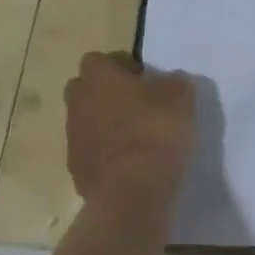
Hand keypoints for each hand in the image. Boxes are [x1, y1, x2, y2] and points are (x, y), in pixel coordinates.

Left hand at [64, 51, 195, 211]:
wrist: (132, 194)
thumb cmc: (155, 132)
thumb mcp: (180, 97)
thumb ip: (173, 82)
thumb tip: (169, 80)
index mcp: (99, 78)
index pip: (95, 60)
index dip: (116, 66)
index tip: (139, 79)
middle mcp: (79, 103)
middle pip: (82, 88)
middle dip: (102, 92)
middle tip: (133, 103)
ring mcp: (73, 138)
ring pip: (83, 120)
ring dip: (102, 123)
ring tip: (132, 136)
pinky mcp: (75, 171)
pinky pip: (88, 151)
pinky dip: (102, 153)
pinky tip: (126, 163)